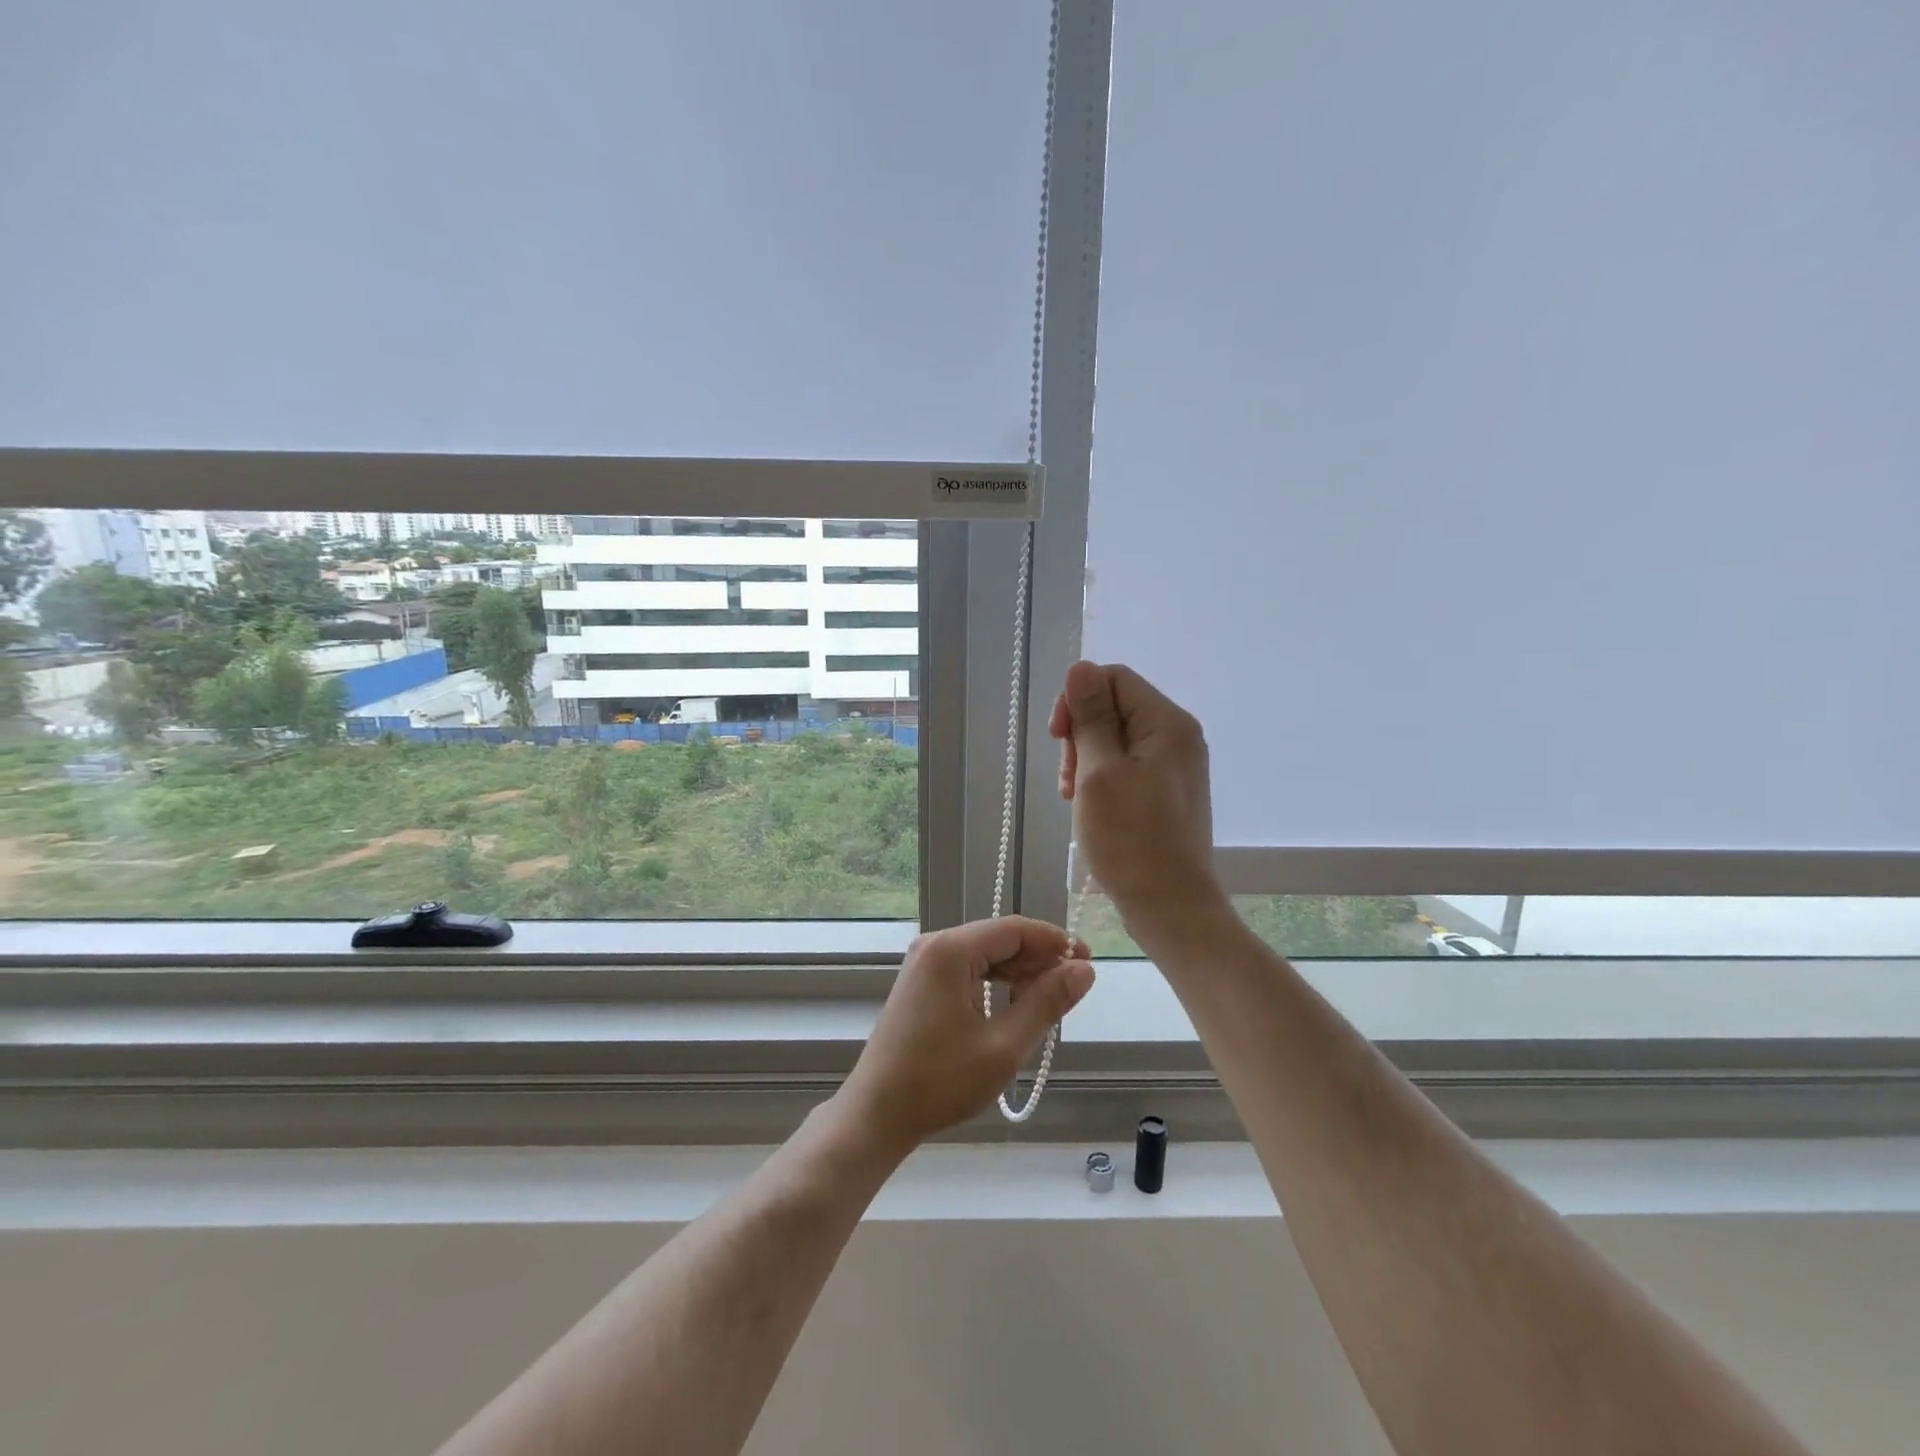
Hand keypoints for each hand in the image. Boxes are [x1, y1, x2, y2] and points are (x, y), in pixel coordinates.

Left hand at [835, 917, 1094, 1154]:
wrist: (877, 1113)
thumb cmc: (941, 1081)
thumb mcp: (1004, 1046)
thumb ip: (1046, 1003)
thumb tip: (1083, 969)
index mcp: (951, 949)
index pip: (1016, 928)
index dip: (1055, 942)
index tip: (1087, 962)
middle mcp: (935, 945)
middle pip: (1000, 938)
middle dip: (1038, 959)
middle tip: (1072, 990)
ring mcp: (924, 963)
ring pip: (985, 954)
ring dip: (1019, 973)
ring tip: (1048, 1001)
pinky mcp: (921, 982)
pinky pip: (968, 969)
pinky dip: (995, 983)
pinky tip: (1014, 1006)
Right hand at [1049, 660, 1224, 928]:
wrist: (1171, 908)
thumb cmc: (1131, 841)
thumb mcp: (1099, 773)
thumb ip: (1091, 717)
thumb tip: (1080, 667)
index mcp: (1167, 723)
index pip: (1113, 679)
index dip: (1077, 700)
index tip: (1057, 739)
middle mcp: (1178, 737)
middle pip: (1115, 707)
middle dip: (1081, 734)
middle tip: (1068, 780)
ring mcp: (1175, 766)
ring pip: (1116, 739)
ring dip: (1087, 760)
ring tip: (1074, 798)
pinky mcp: (1167, 792)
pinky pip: (1127, 766)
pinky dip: (1102, 779)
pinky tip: (1090, 807)